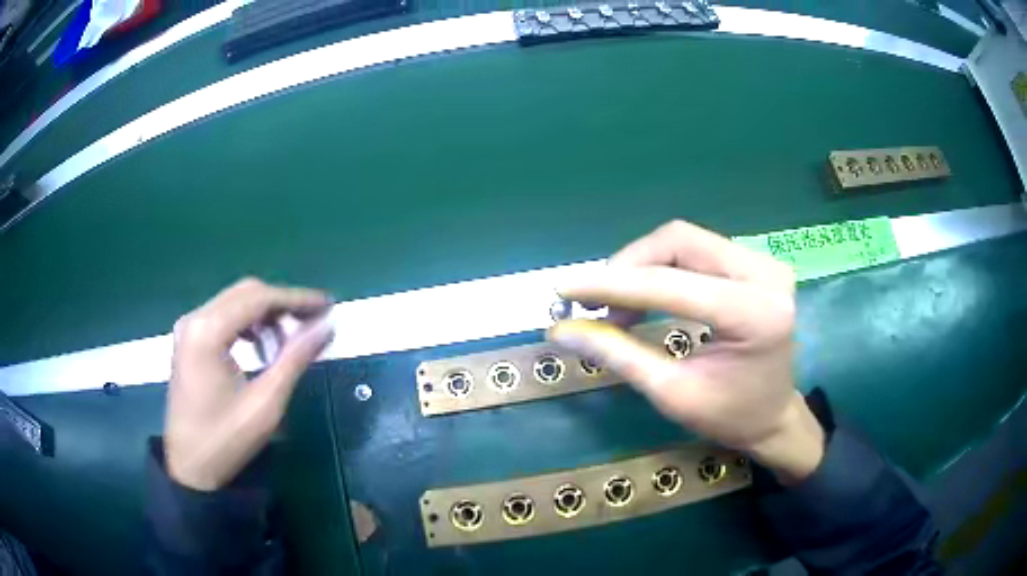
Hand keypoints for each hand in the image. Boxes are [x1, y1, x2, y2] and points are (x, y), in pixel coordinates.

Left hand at [166, 278, 333, 490]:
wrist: (189, 468)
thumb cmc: (226, 440)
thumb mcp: (265, 404)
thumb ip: (295, 359)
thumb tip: (326, 326)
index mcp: (207, 331)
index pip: (259, 298)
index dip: (297, 299)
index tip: (329, 304)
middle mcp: (194, 319)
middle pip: (246, 293)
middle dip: (283, 304)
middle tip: (314, 322)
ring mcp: (188, 328)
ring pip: (235, 302)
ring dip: (266, 315)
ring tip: (291, 340)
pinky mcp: (188, 340)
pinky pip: (223, 317)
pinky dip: (248, 324)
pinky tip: (263, 347)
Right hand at [549, 221, 823, 483]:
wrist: (773, 415)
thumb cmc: (729, 416)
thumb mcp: (672, 394)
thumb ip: (619, 355)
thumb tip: (562, 330)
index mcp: (754, 313)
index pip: (670, 285)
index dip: (612, 286)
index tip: (565, 289)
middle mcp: (765, 274)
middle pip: (679, 241)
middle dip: (628, 267)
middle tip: (595, 302)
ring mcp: (764, 262)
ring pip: (685, 240)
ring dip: (642, 266)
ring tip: (618, 306)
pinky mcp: (756, 262)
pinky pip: (697, 249)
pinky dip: (662, 267)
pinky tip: (646, 295)